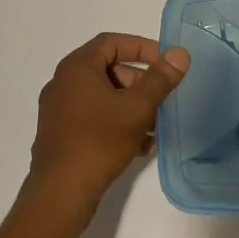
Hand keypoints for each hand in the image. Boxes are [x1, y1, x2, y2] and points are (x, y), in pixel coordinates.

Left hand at [27, 33, 189, 213]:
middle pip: (108, 70)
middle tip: (162, 97)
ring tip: (156, 126)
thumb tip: (179, 53)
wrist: (60, 195)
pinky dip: (117, 123)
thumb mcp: (137, 108)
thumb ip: (160, 79)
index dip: (141, 47)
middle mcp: (63, 83)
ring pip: (103, 97)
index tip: (164, 62)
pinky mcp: (61, 135)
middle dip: (139, 82)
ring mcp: (59, 111)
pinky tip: (142, 146)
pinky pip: (94, 118)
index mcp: (77, 68)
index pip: (112, 42)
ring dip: (132, 106)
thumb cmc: (99, 141)